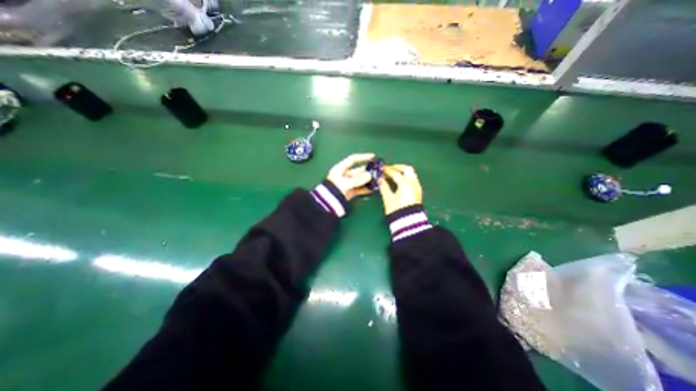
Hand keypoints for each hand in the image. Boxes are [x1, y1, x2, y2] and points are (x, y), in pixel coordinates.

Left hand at [327, 153, 375, 200]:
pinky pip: (359, 188)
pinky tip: (373, 189)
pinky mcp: (350, 192)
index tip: (373, 156)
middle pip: (358, 170)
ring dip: (368, 180)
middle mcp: (344, 175)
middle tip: (379, 171)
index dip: (363, 157)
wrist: (327, 205)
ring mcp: (347, 184)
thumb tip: (370, 175)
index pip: (353, 159)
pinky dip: (366, 188)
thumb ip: (358, 180)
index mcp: (340, 169)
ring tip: (379, 180)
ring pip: (360, 180)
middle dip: (368, 171)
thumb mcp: (345, 184)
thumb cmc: (334, 190)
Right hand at [378, 163, 420, 214]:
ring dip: (403, 172)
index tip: (381, 169)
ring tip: (394, 174)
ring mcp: (417, 187)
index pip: (395, 173)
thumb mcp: (388, 198)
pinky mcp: (418, 192)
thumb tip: (380, 179)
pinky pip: (413, 180)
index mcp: (405, 184)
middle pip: (407, 169)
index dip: (387, 170)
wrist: (409, 223)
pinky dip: (406, 177)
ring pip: (411, 174)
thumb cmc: (397, 210)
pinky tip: (400, 182)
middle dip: (398, 167)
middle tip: (389, 169)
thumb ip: (384, 187)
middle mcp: (413, 183)